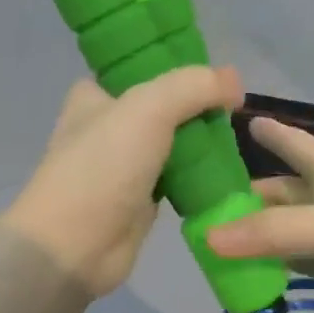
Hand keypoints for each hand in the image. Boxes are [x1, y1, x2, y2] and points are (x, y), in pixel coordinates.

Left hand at [3, 67, 244, 296]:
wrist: (75, 247)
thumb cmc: (103, 168)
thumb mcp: (148, 109)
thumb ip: (194, 86)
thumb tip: (235, 82)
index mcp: (96, 95)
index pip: (142, 67)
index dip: (179, 66)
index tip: (218, 75)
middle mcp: (109, 126)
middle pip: (166, 105)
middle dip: (199, 106)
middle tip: (235, 109)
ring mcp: (126, 165)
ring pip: (175, 142)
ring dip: (204, 142)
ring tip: (238, 138)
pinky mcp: (142, 199)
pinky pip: (180, 178)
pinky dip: (201, 175)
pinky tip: (228, 170)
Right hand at [204, 117, 313, 312]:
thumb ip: (279, 231)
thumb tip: (210, 237)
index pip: (296, 146)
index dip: (271, 132)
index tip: (236, 118)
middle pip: (282, 195)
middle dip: (247, 198)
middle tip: (199, 205)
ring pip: (286, 235)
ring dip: (255, 238)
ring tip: (210, 244)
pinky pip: (300, 268)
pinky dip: (274, 270)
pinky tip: (247, 276)